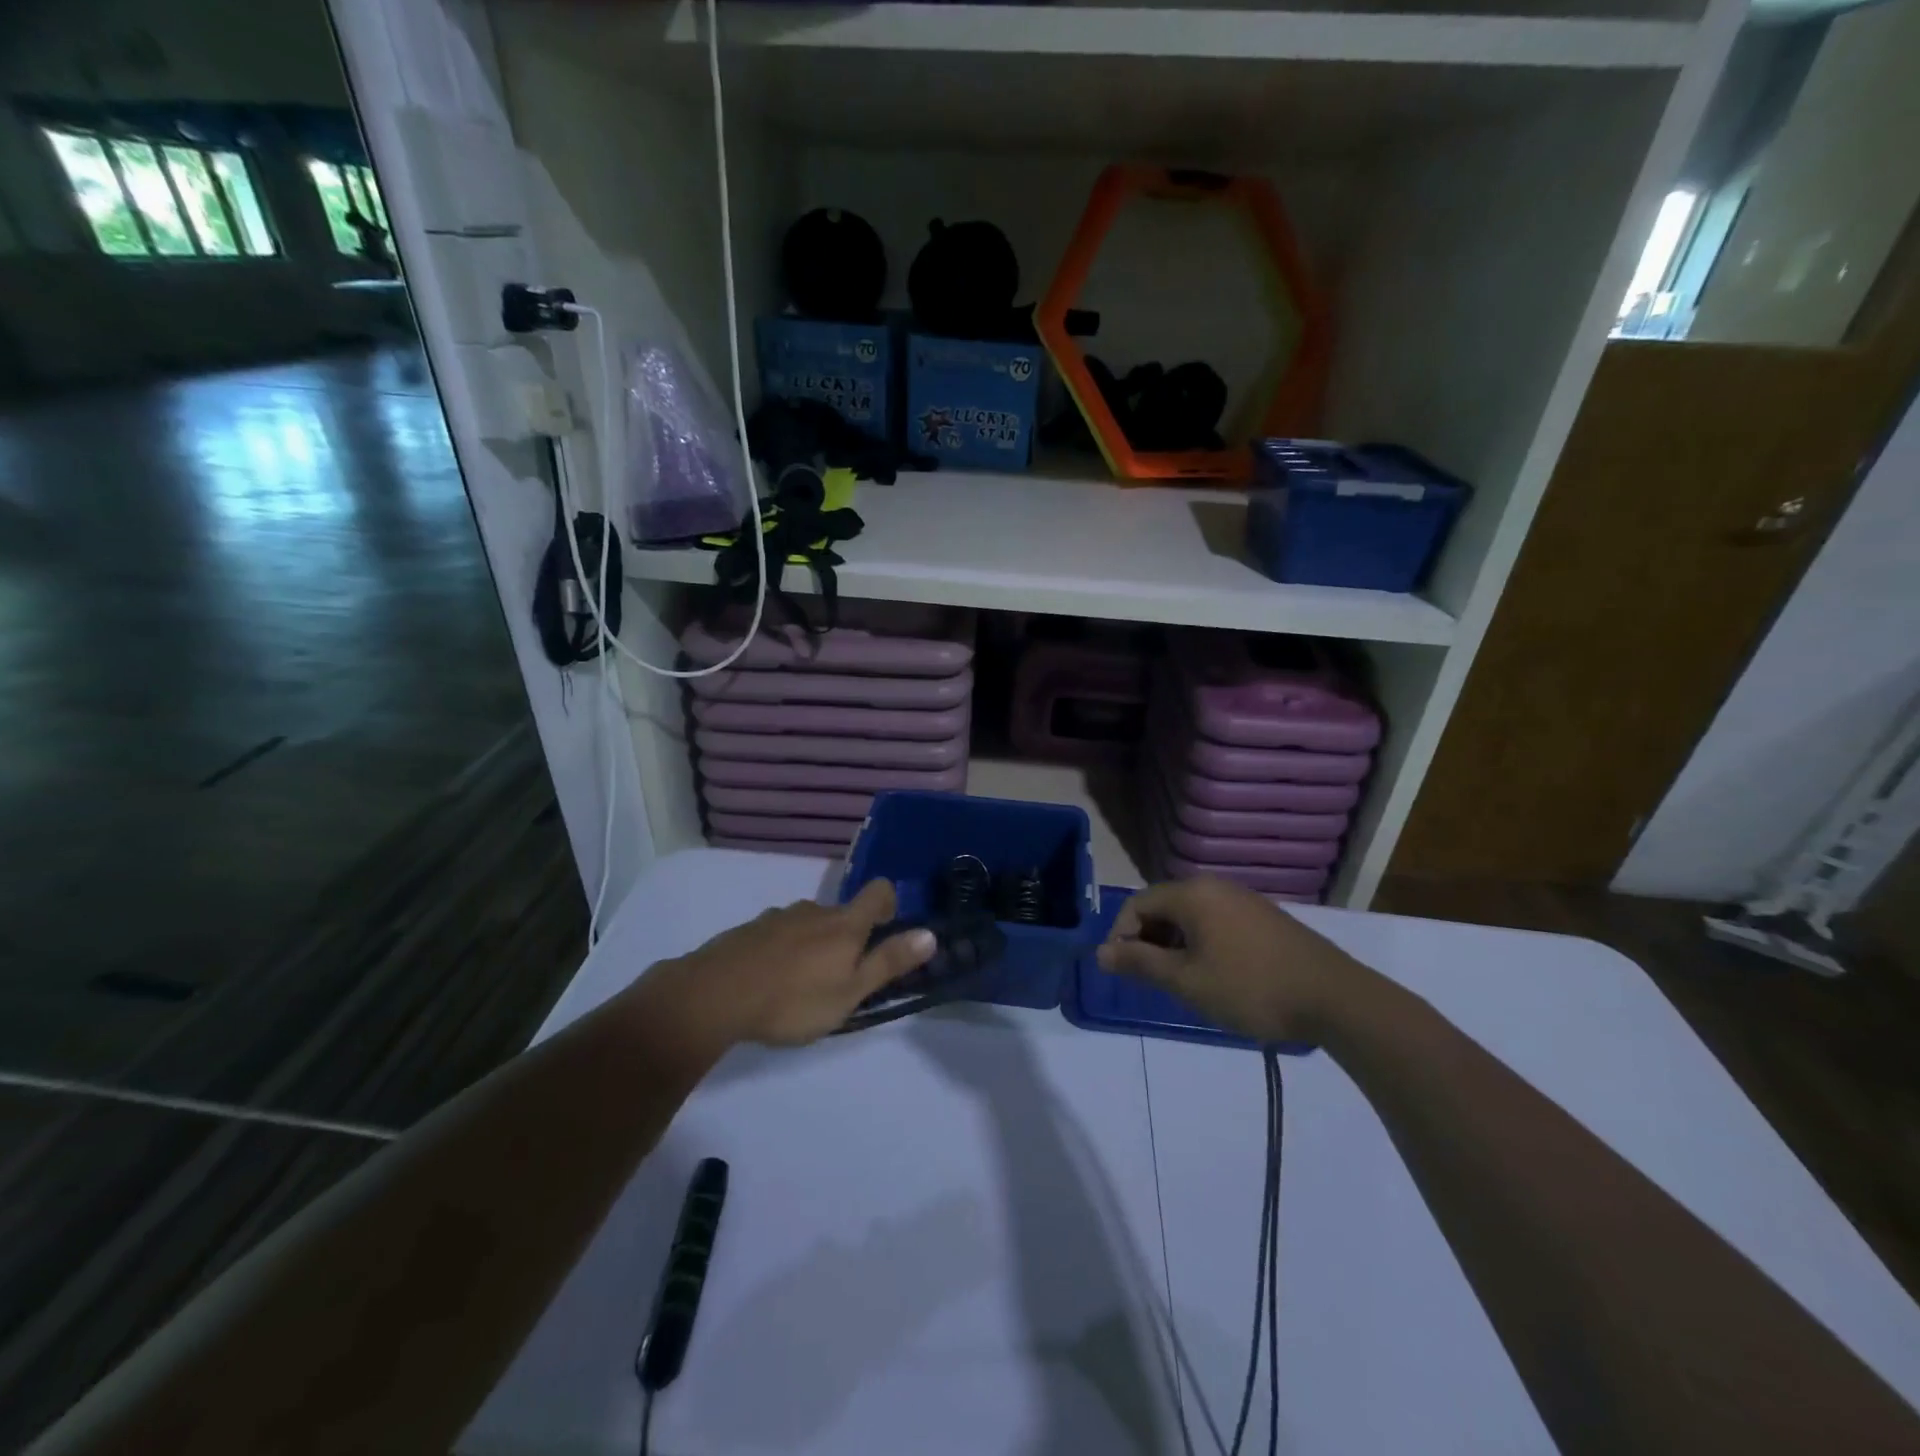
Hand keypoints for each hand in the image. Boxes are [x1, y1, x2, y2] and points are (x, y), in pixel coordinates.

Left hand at [656, 880, 935, 1046]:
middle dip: (848, 937)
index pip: (878, 892)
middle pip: (842, 913)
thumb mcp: (849, 992)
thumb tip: (930, 934)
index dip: (889, 903)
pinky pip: (778, 934)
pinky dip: (783, 951)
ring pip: (808, 924)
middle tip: (841, 977)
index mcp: (844, 924)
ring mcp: (778, 917)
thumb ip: (889, 963)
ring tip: (802, 983)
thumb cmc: (792, 1000)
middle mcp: (814, 910)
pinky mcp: (749, 930)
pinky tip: (770, 980)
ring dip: (813, 944)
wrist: (713, 996)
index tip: (887, 929)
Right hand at [1095, 878, 1366, 1043]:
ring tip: (1182, 983)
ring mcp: (1243, 900)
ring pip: (1190, 916)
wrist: (1334, 998)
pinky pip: (1216, 922)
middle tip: (1151, 981)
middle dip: (1148, 941)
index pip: (1137, 904)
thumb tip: (1100, 953)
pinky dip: (1201, 944)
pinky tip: (1214, 976)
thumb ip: (1140, 963)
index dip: (1122, 936)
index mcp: (1192, 894)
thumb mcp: (1186, 981)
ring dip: (1174, 945)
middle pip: (1163, 906)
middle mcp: (1215, 887)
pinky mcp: (1263, 918)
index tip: (1123, 972)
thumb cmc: (1250, 988)